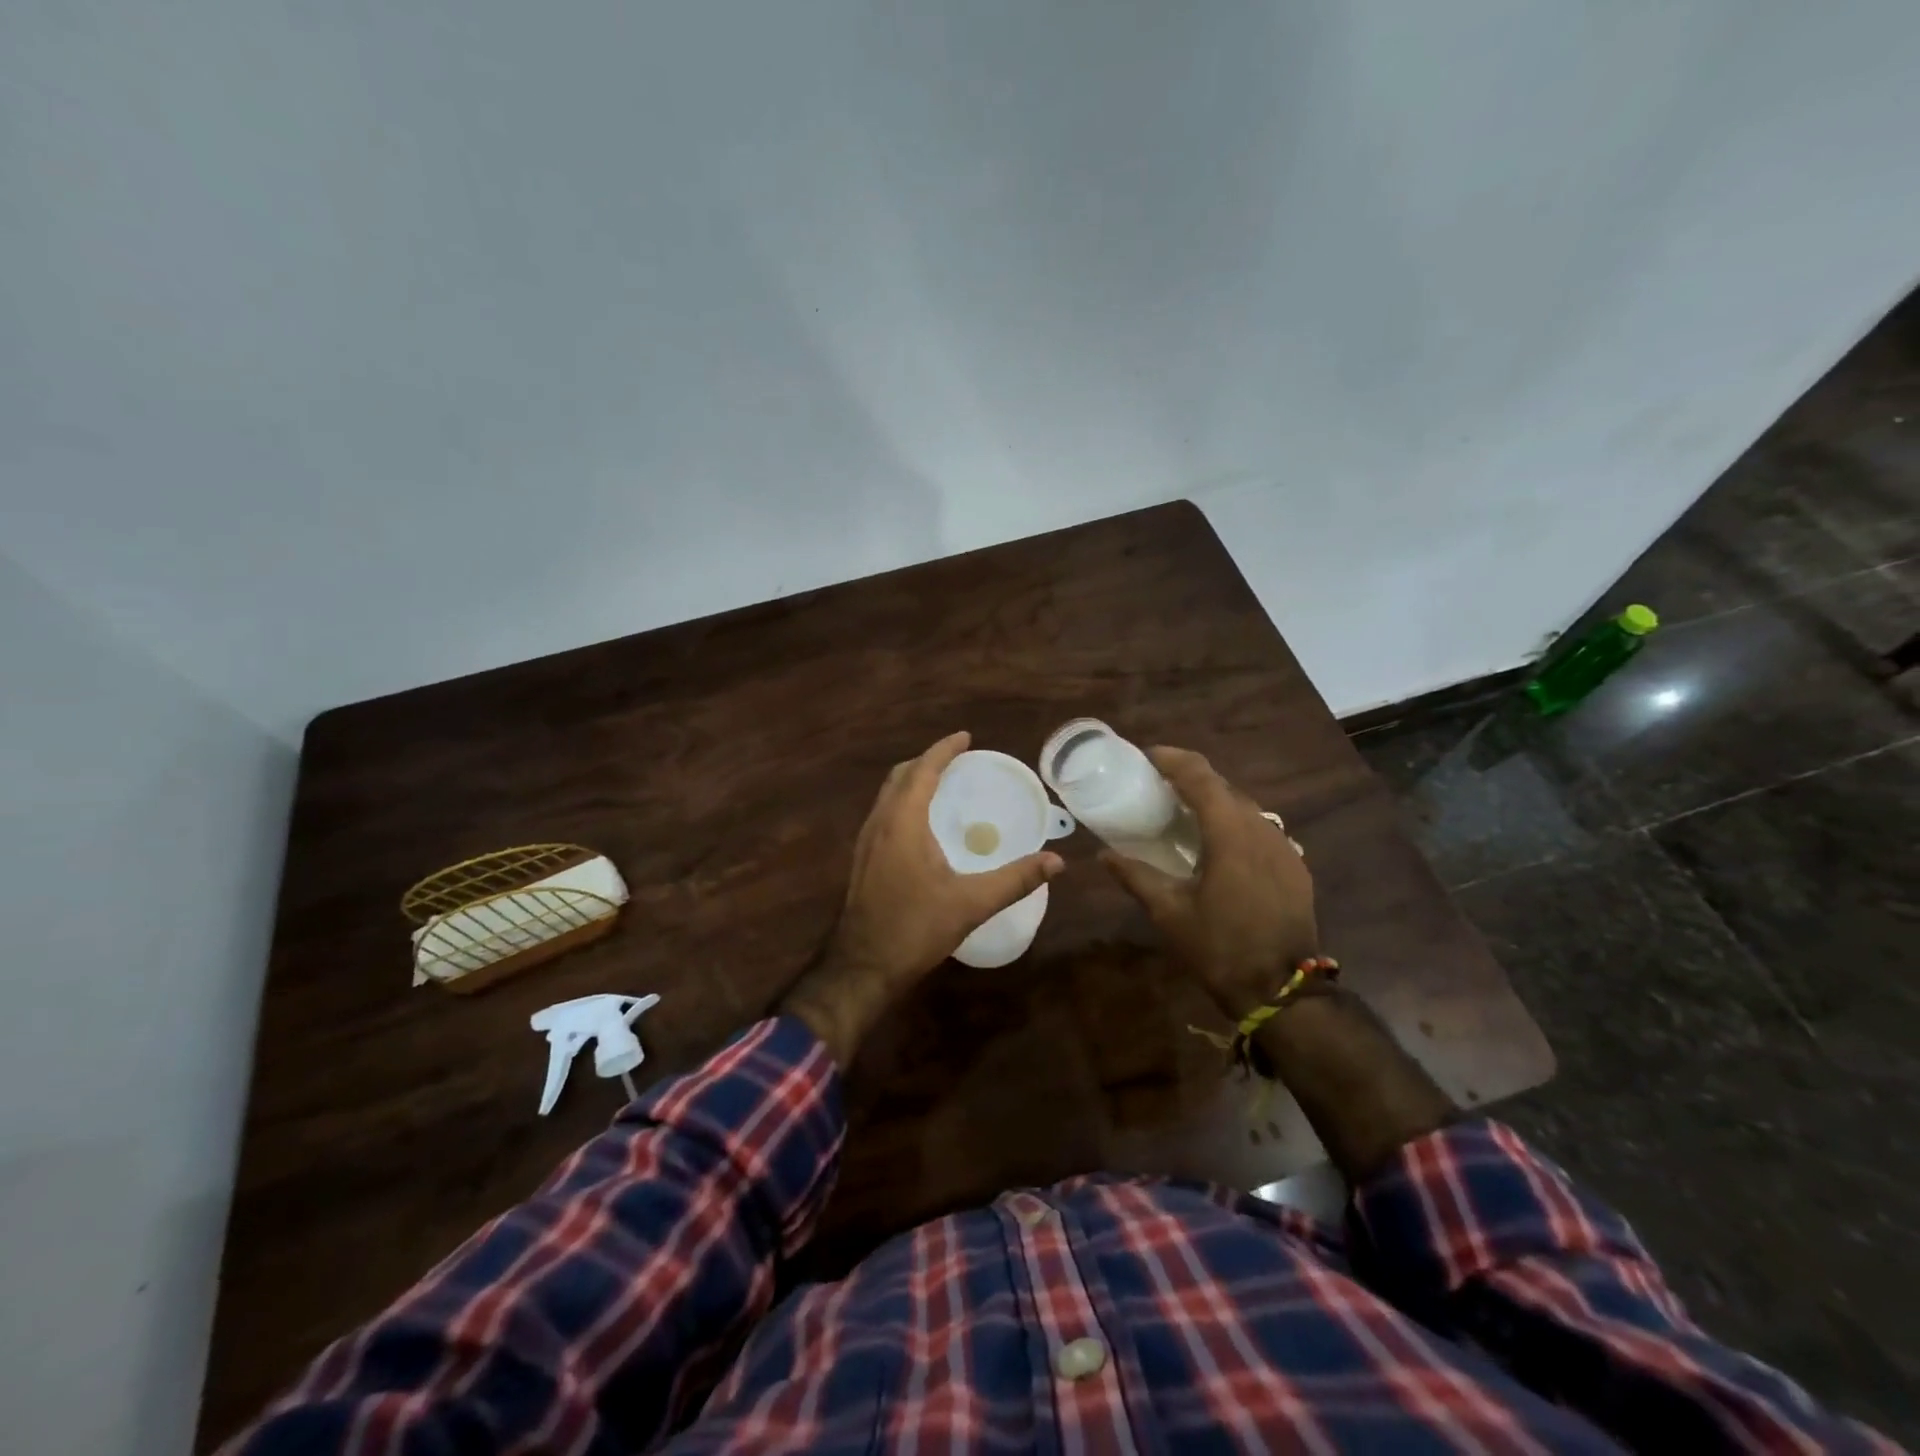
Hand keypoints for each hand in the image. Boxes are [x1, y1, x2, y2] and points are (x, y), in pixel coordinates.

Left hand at [782, 731, 1064, 1065]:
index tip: (965, 737)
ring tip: (941, 785)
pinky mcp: (861, 860)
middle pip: (900, 776)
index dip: (943, 750)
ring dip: (912, 781)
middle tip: (957, 761)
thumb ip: (1015, 880)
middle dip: (927, 761)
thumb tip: (1057, 861)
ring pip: (887, 795)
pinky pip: (883, 814)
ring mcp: (865, 842)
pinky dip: (903, 802)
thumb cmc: (915, 929)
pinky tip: (921, 825)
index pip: (922, 770)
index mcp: (902, 823)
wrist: (861, 967)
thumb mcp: (971, 904)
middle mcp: (879, 823)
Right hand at [1100, 746, 1316, 1018]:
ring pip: (1245, 807)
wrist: (1283, 991)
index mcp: (1230, 831)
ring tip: (1183, 814)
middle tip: (1156, 785)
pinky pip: (1260, 829)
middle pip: (1223, 786)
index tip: (1145, 756)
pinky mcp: (1295, 865)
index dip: (1172, 759)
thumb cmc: (1219, 947)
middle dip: (1190, 779)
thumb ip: (1135, 875)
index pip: (1200, 775)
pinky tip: (1217, 847)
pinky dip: (1234, 825)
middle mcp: (1262, 827)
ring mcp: (1284, 846)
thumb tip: (1103, 855)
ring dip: (1214, 802)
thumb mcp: (1169, 911)